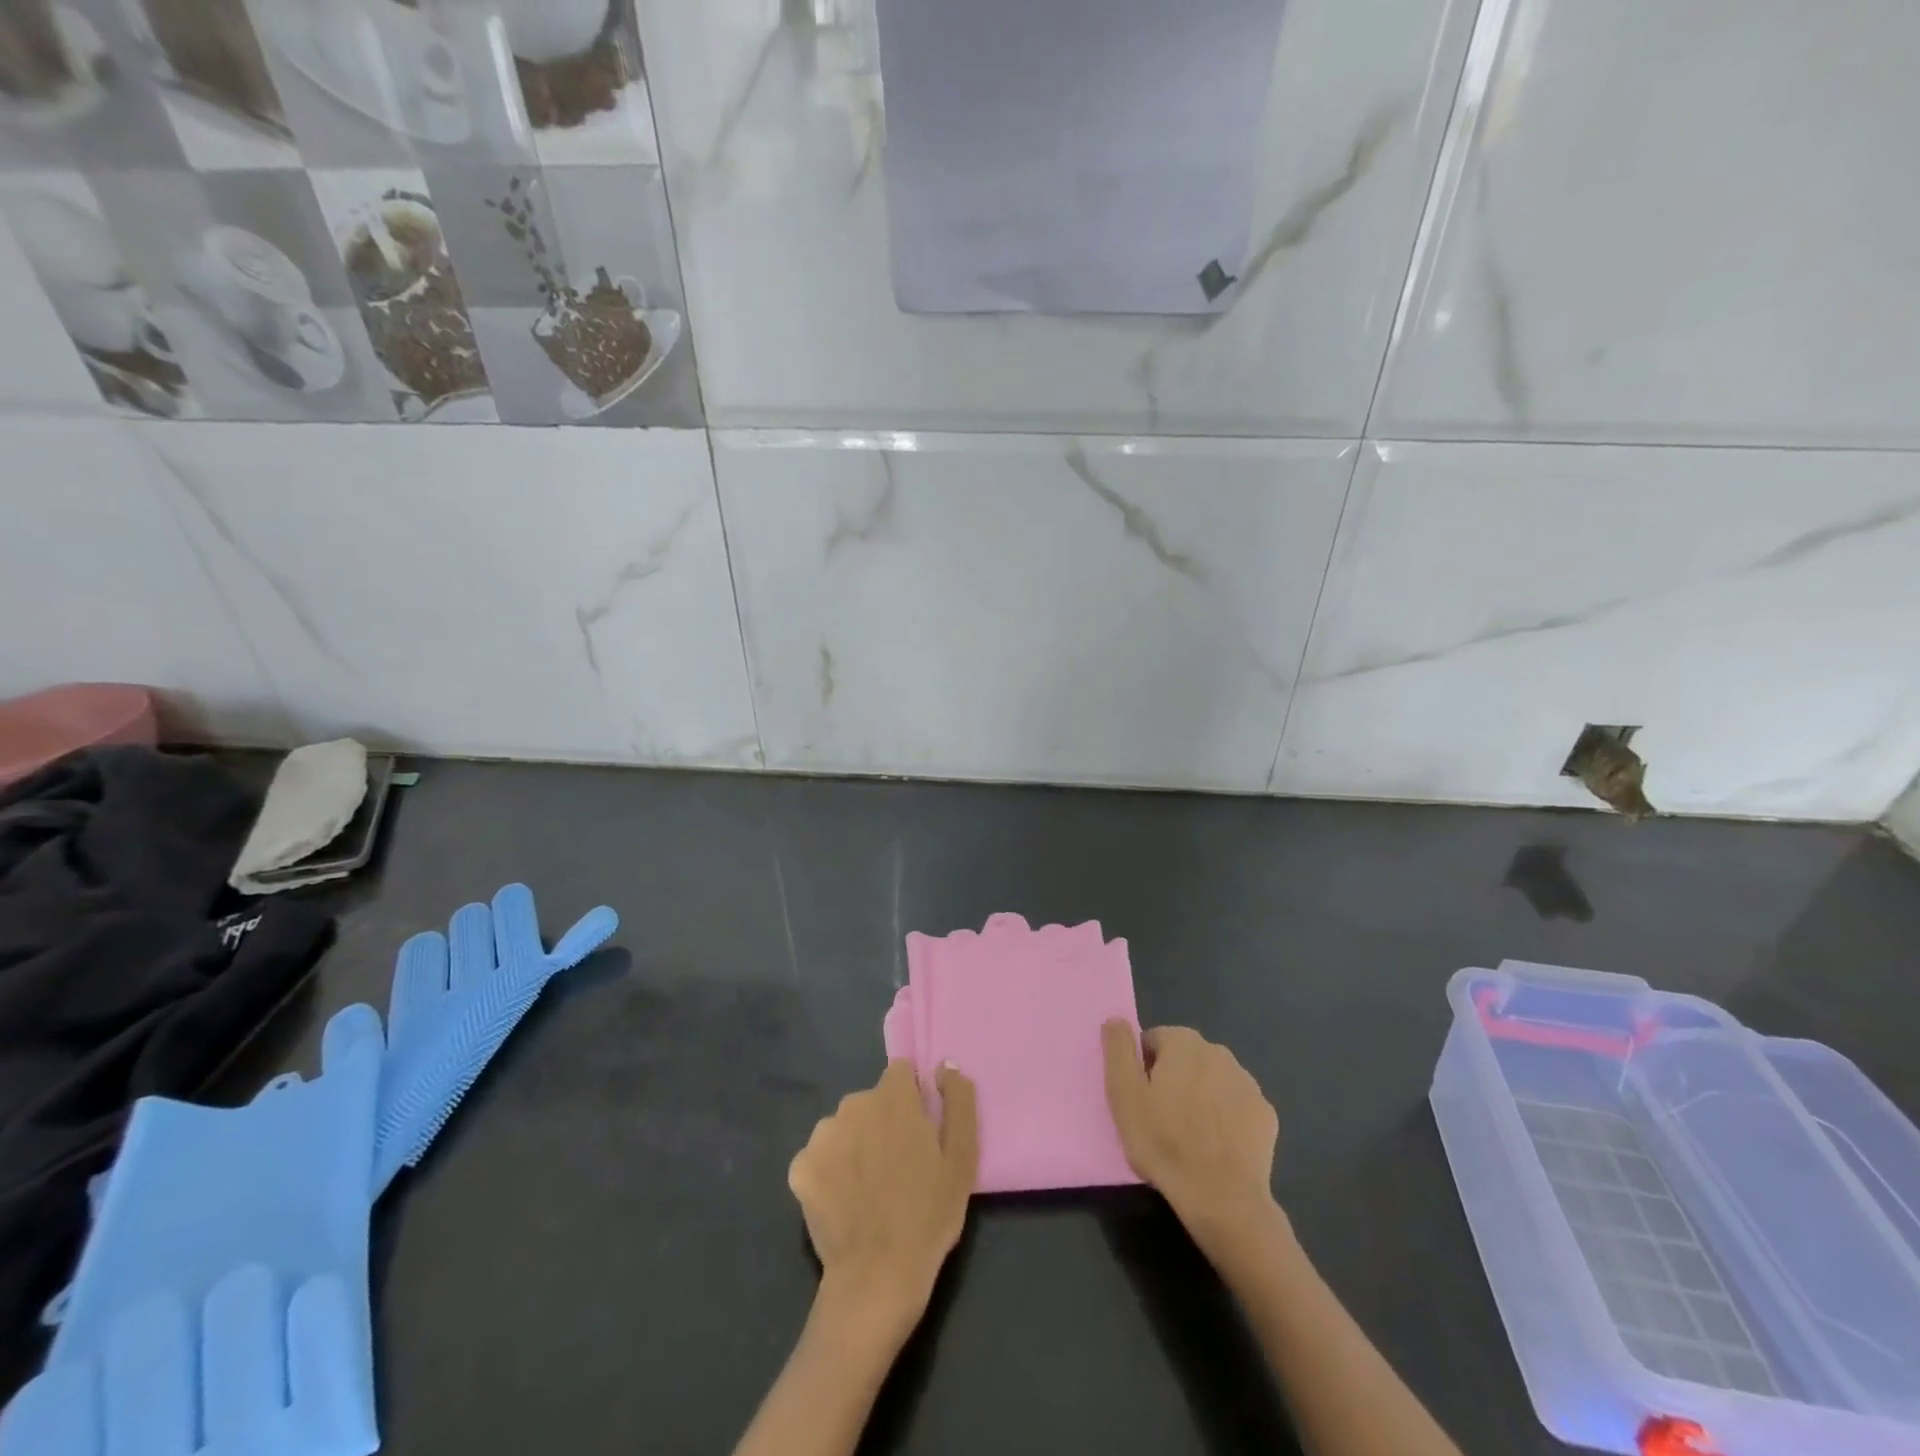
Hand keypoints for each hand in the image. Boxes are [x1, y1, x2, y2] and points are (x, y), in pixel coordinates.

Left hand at [788, 1061, 977, 1341]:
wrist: (877, 1278)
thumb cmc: (929, 1215)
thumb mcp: (963, 1157)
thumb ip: (958, 1101)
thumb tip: (946, 1065)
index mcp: (893, 1097)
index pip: (901, 1073)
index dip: (912, 1099)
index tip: (918, 1132)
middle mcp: (853, 1103)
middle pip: (871, 1101)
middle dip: (882, 1123)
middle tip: (897, 1168)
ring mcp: (822, 1135)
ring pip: (844, 1127)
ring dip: (856, 1145)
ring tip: (869, 1189)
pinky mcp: (800, 1167)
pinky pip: (820, 1157)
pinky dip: (830, 1173)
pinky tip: (843, 1202)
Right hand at [1102, 1022, 1280, 1247]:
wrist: (1222, 1198)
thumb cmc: (1164, 1142)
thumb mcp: (1124, 1094)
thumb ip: (1118, 1049)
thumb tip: (1116, 1019)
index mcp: (1183, 1042)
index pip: (1152, 1042)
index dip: (1142, 1070)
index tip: (1142, 1101)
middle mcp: (1218, 1051)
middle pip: (1184, 1059)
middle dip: (1173, 1080)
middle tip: (1161, 1120)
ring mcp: (1247, 1082)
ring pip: (1212, 1081)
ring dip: (1200, 1097)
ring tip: (1190, 1136)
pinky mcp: (1265, 1113)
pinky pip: (1236, 1106)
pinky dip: (1225, 1118)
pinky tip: (1217, 1145)